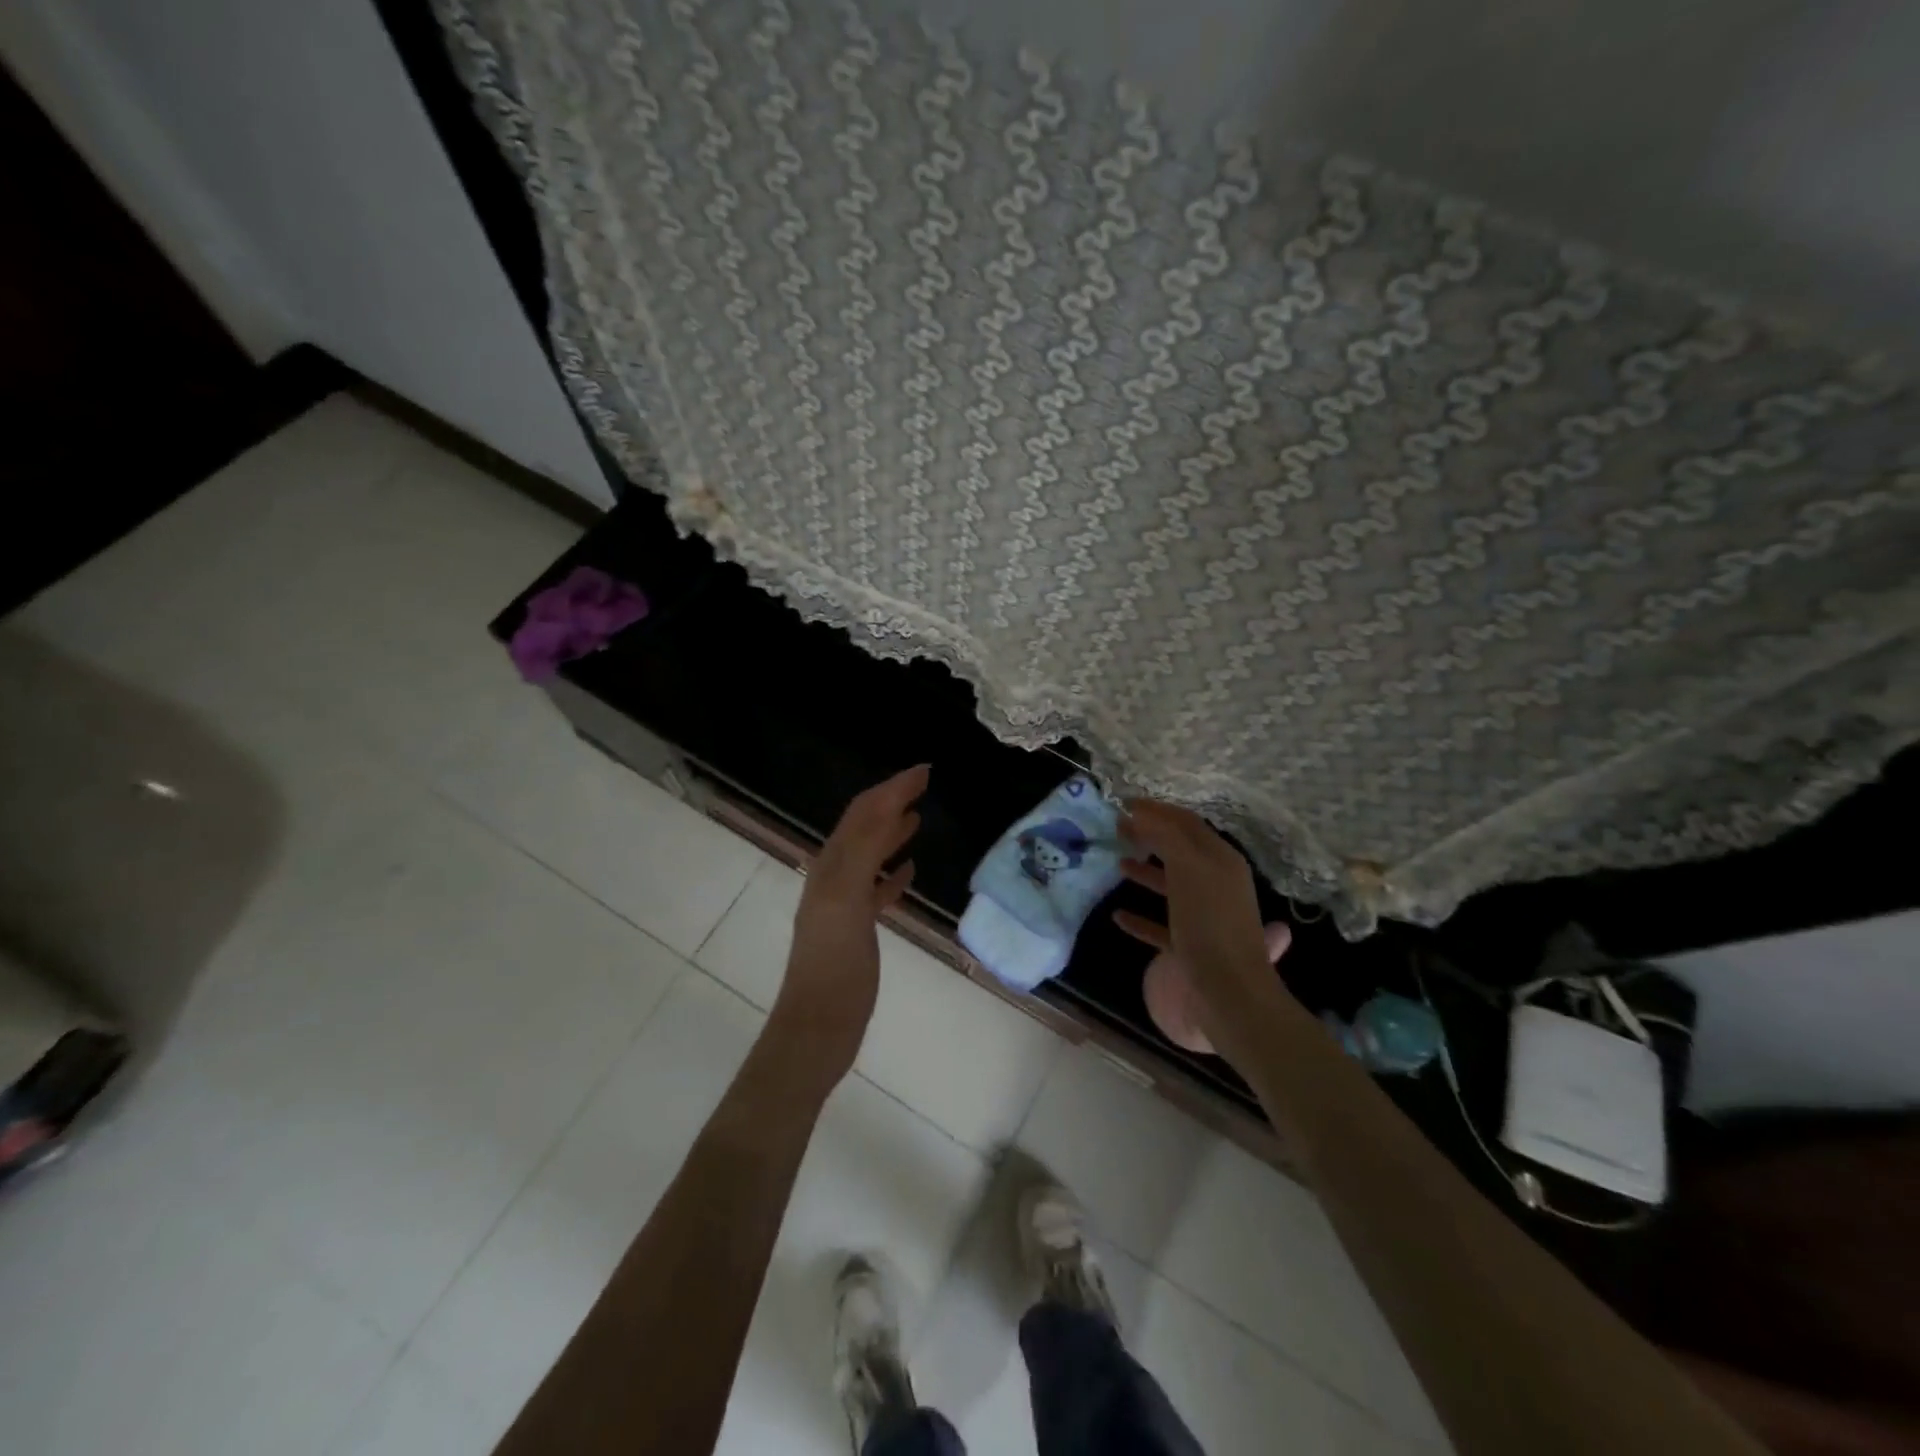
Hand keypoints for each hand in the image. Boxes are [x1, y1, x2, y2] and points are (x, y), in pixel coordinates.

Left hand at [774, 765, 926, 1089]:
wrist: (817, 1028)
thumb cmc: (834, 967)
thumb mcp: (846, 903)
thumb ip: (863, 854)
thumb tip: (887, 807)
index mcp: (831, 867)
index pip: (863, 814)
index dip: (891, 788)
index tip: (925, 770)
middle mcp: (833, 878)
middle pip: (864, 828)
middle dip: (891, 802)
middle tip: (923, 784)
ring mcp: (843, 905)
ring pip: (869, 857)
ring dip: (890, 833)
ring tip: (916, 818)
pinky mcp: (854, 931)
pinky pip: (875, 891)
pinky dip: (891, 874)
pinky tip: (909, 873)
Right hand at [1112, 800, 1286, 1025]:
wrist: (1230, 994)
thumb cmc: (1209, 923)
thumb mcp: (1189, 868)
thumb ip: (1166, 836)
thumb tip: (1143, 813)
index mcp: (1220, 859)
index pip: (1186, 822)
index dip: (1156, 809)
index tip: (1123, 802)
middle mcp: (1216, 882)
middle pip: (1179, 850)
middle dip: (1150, 836)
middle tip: (1117, 827)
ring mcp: (1204, 916)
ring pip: (1171, 885)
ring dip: (1145, 871)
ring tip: (1117, 863)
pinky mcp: (1191, 946)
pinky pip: (1161, 925)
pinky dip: (1140, 917)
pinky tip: (1118, 915)